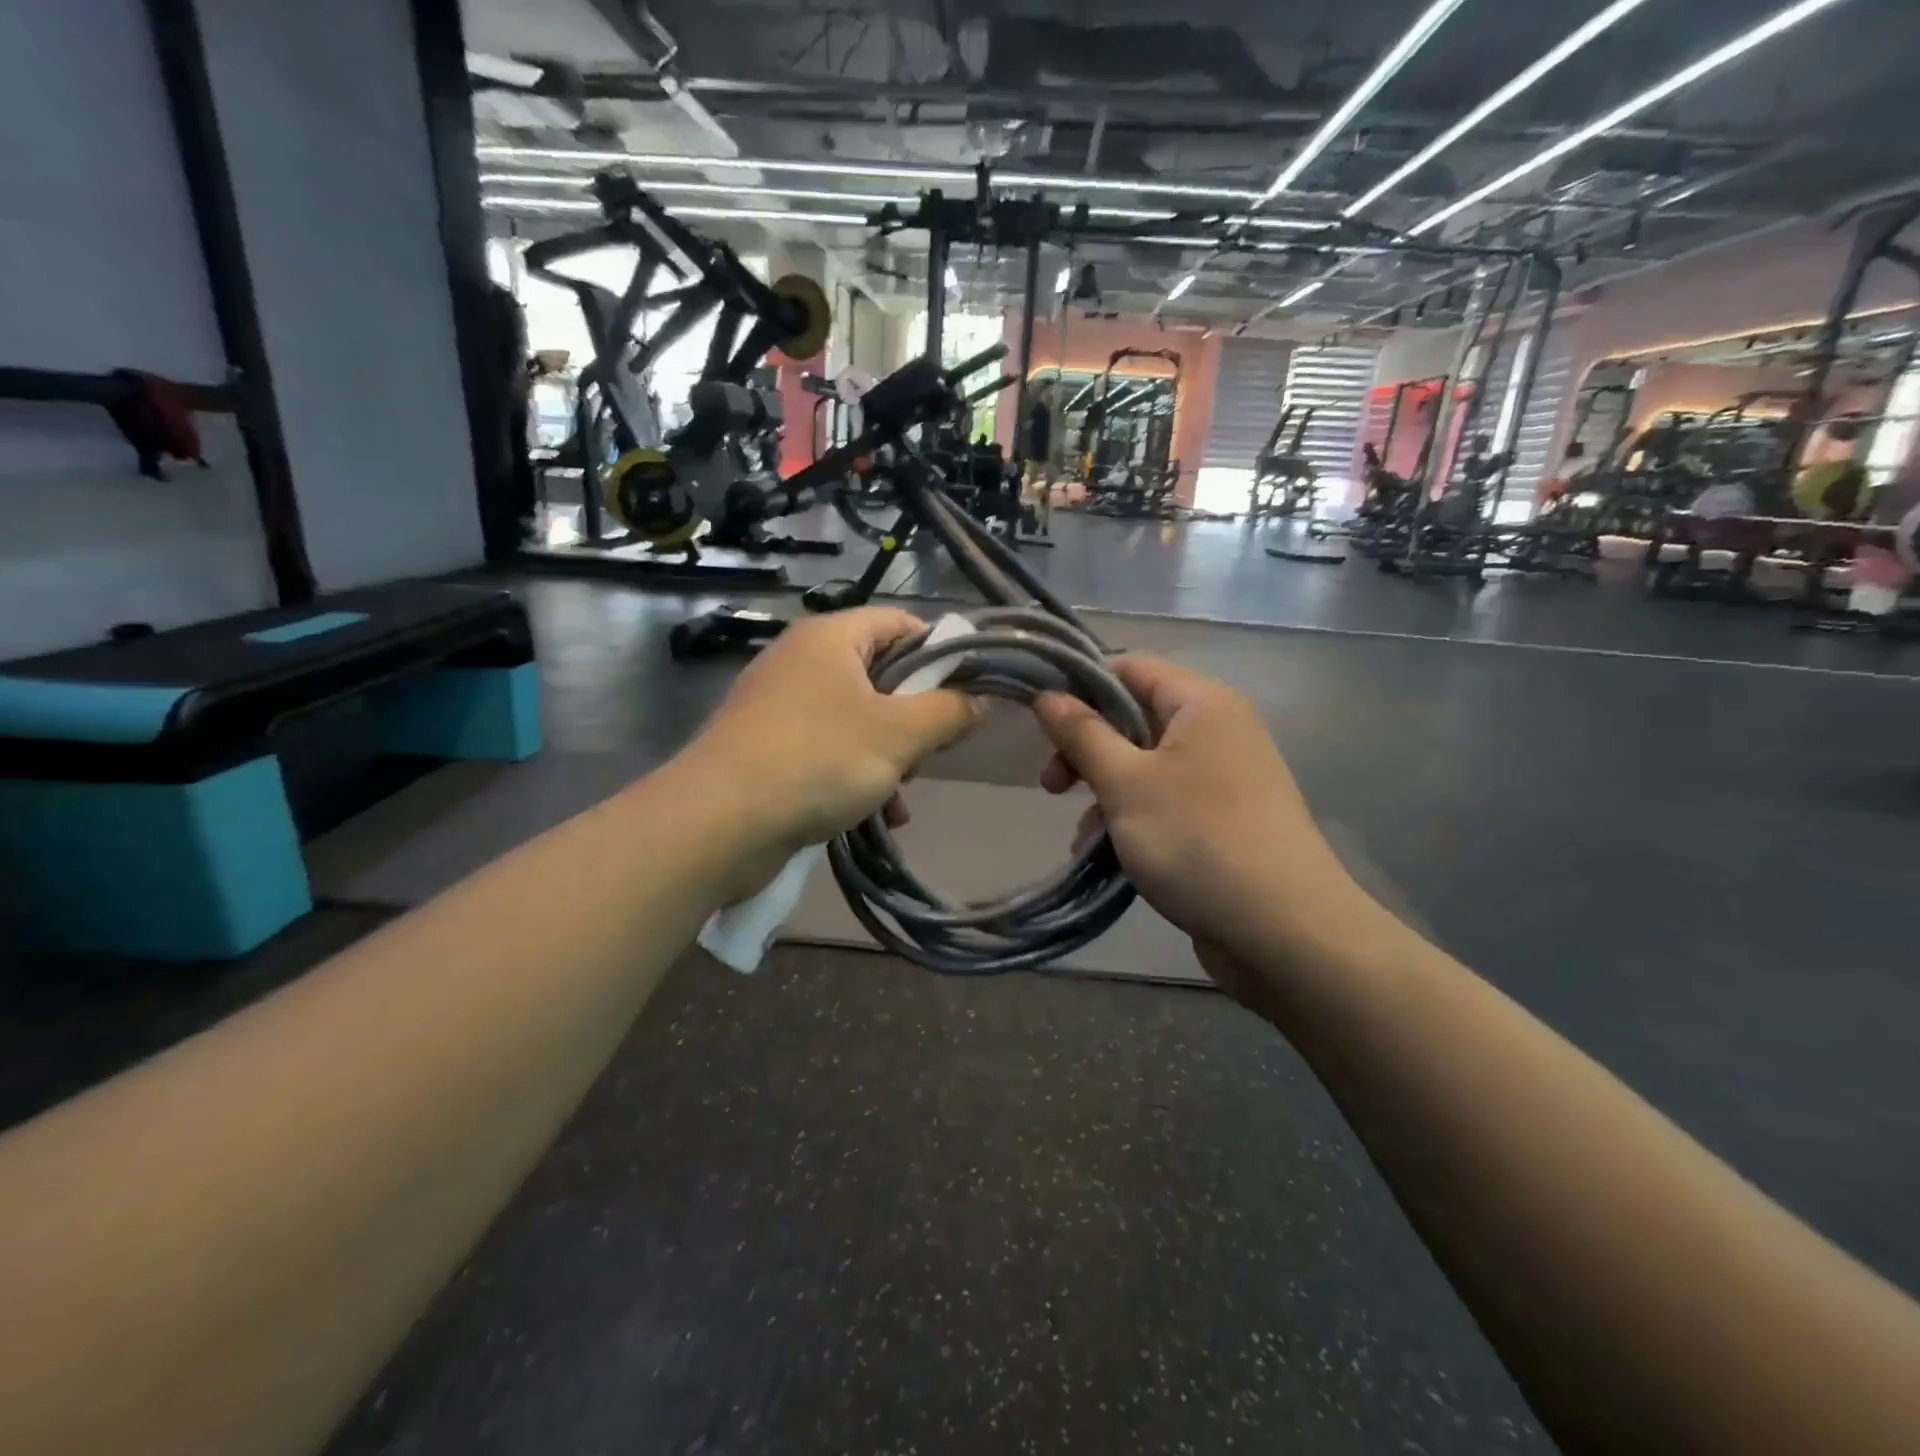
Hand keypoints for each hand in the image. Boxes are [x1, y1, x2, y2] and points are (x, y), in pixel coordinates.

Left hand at [684, 608, 983, 856]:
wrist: (717, 822)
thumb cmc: (817, 760)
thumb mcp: (899, 735)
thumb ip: (949, 712)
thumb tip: (981, 698)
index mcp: (832, 637)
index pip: (902, 622)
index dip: (941, 653)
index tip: (965, 695)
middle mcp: (803, 659)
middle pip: (882, 672)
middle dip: (915, 715)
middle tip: (931, 751)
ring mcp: (781, 703)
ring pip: (858, 717)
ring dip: (891, 754)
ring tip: (903, 791)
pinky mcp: (769, 745)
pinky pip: (829, 748)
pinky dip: (857, 773)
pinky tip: (878, 814)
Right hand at [1033, 655, 1367, 1002]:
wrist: (1284, 931)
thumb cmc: (1196, 840)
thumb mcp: (1125, 783)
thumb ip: (1082, 735)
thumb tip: (1047, 695)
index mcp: (1202, 704)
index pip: (1131, 668)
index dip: (1081, 687)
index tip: (1041, 723)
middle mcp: (1218, 730)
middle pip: (1135, 719)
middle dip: (1088, 750)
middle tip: (1052, 786)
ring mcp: (1224, 778)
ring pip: (1145, 766)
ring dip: (1106, 794)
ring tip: (1083, 837)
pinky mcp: (1223, 820)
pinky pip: (1165, 802)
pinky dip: (1133, 820)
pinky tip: (1108, 856)